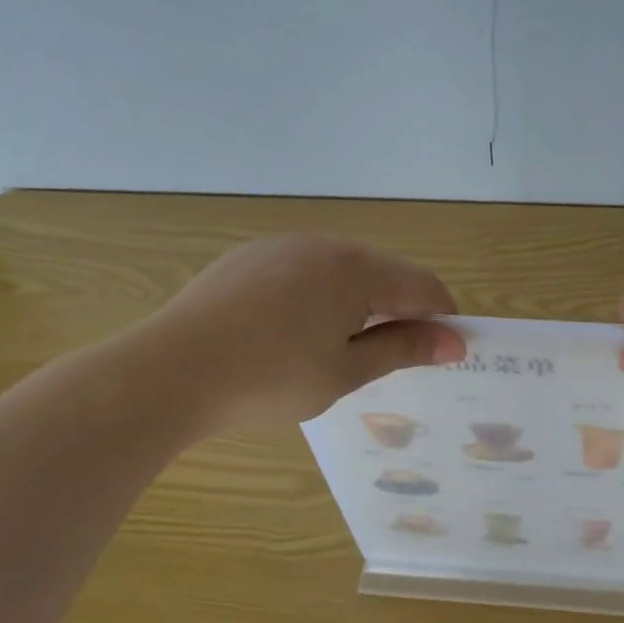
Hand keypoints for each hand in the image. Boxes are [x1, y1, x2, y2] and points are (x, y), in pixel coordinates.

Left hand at [141, 236, 465, 430]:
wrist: (169, 371)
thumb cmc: (269, 378)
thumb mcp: (345, 371)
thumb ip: (403, 349)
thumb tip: (454, 342)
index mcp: (357, 269)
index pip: (423, 286)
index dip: (442, 318)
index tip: (446, 352)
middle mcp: (325, 244)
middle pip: (385, 272)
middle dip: (400, 309)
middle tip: (392, 356)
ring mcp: (282, 246)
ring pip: (343, 269)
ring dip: (359, 301)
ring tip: (341, 347)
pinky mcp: (248, 257)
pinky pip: (304, 270)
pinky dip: (319, 295)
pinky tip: (295, 331)